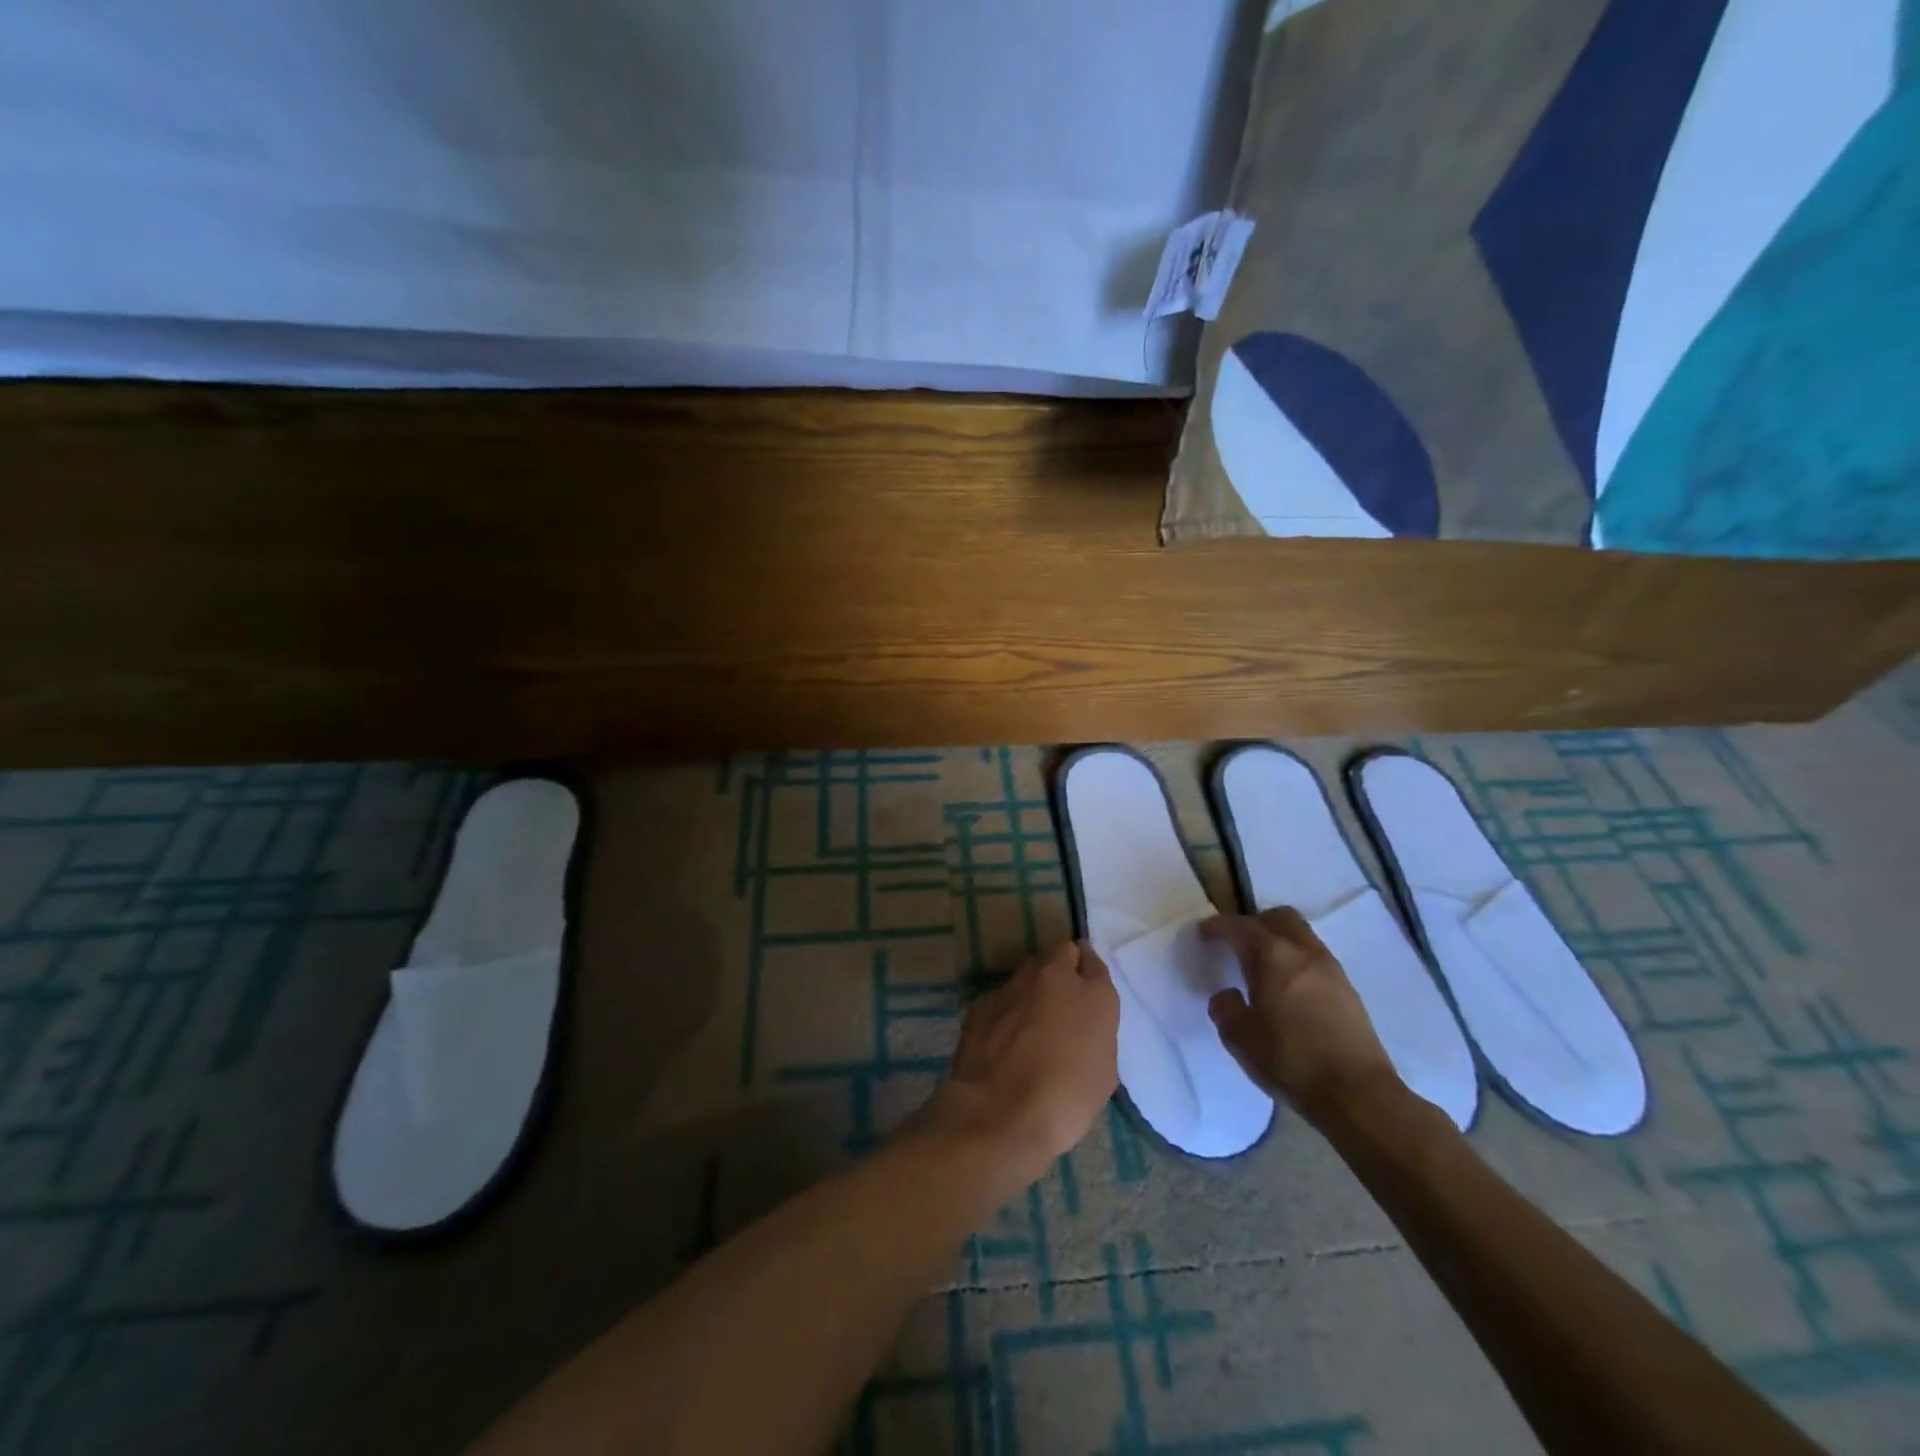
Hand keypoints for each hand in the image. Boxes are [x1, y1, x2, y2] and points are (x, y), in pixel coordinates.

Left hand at [919, 941, 1118, 1182]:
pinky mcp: (983, 1000)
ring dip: (1034, 985)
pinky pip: (1002, 995)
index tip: (1087, 990)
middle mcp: (1054, 977)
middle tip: (1062, 997)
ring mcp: (1014, 985)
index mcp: (1093, 994)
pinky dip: (1007, 1008)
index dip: (1090, 975)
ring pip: (1029, 969)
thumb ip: (1095, 1034)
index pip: (1095, 963)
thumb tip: (1081, 1027)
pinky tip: (1003, 1036)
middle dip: (1063, 966)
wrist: (1000, 1112)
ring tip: (1031, 1019)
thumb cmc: (1066, 1100)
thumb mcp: (1103, 1071)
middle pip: (1061, 952)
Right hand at [1201, 908, 1398, 1122]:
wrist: (1357, 1094)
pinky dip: (1298, 961)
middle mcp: (1303, 952)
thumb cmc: (1290, 1060)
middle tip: (1238, 943)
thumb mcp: (1239, 1037)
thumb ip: (1225, 1008)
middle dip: (1255, 923)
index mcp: (1272, 956)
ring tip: (1263, 967)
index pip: (1240, 927)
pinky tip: (1289, 989)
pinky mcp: (1348, 991)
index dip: (1218, 926)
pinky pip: (1316, 959)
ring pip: (1302, 936)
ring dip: (1280, 941)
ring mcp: (1331, 970)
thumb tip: (1228, 995)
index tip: (1204, 932)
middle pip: (1279, 918)